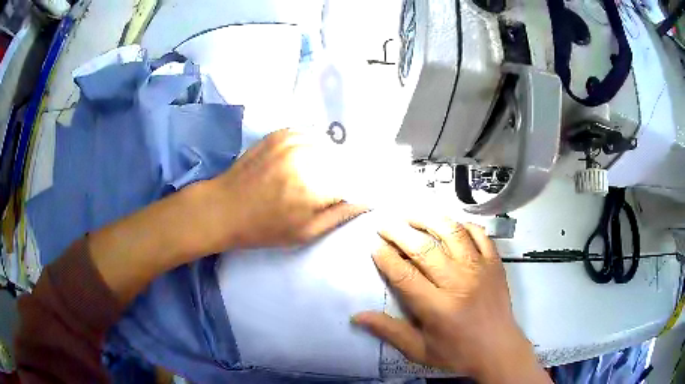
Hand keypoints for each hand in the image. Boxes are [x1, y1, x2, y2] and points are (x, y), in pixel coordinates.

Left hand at [200, 129, 367, 251]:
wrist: (223, 208)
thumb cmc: (264, 228)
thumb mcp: (306, 232)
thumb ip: (341, 214)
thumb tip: (369, 200)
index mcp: (314, 186)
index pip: (354, 180)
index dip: (357, 188)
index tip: (354, 195)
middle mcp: (305, 156)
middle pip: (343, 159)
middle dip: (344, 173)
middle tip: (335, 187)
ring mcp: (291, 140)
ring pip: (328, 145)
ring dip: (330, 158)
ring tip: (320, 175)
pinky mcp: (280, 133)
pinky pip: (309, 135)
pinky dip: (314, 146)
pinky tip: (306, 160)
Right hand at [352, 219, 549, 382]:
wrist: (498, 349)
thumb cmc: (457, 353)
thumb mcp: (419, 350)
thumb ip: (389, 332)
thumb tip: (357, 316)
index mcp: (437, 307)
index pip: (404, 275)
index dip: (386, 257)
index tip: (374, 246)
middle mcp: (458, 282)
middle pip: (424, 248)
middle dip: (399, 232)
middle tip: (384, 224)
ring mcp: (480, 268)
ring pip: (452, 232)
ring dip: (429, 219)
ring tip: (411, 215)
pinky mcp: (495, 263)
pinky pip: (479, 234)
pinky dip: (464, 225)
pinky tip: (450, 224)